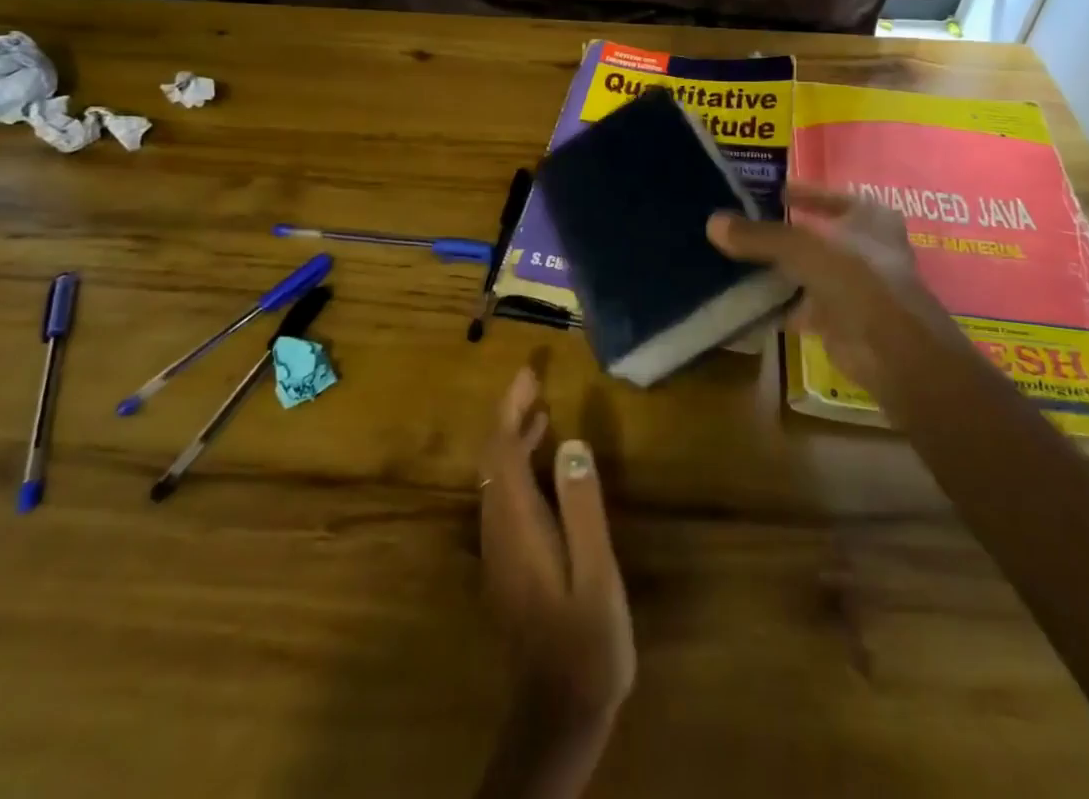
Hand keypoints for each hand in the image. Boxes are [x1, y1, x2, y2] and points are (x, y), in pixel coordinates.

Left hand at [479, 367, 634, 727]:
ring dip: (513, 440)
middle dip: (508, 415)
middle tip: (535, 383)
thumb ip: (583, 507)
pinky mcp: (509, 564)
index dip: (510, 408)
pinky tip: (546, 468)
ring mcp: (499, 550)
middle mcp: (498, 531)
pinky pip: (505, 498)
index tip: (529, 374)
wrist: (559, 715)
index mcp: (517, 526)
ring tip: (542, 412)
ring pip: (495, 479)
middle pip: (492, 460)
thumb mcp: (596, 573)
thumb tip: (573, 444)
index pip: (501, 451)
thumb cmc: (586, 642)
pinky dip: (519, 467)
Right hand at [708, 182, 953, 396]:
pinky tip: (741, 297)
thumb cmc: (857, 278)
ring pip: (802, 269)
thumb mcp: (803, 246)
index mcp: (868, 217)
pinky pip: (796, 303)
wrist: (891, 351)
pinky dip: (773, 302)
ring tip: (729, 257)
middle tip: (734, 224)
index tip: (760, 192)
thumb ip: (759, 235)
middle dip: (777, 233)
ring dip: (773, 268)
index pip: (826, 195)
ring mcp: (851, 285)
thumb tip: (712, 222)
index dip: (796, 192)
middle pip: (811, 233)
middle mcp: (863, 247)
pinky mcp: (836, 318)